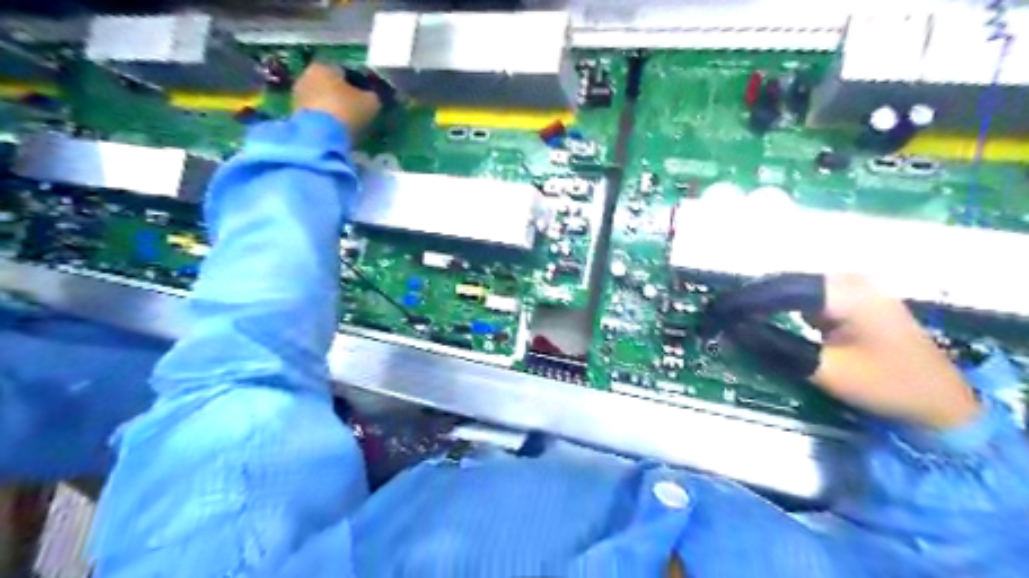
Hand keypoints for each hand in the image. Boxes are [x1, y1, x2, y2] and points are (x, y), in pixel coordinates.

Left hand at [293, 61, 381, 135]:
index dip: (357, 84)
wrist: (320, 136)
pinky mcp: (293, 113)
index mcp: (326, 66)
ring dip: (330, 107)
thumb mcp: (371, 103)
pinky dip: (323, 118)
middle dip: (341, 95)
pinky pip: (314, 112)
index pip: (345, 71)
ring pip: (320, 98)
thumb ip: (373, 96)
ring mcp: (297, 94)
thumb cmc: (347, 111)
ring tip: (345, 123)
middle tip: (355, 110)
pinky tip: (333, 129)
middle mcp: (307, 74)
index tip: (366, 98)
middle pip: (329, 84)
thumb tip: (372, 96)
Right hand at [700, 274, 978, 429]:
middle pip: (781, 282)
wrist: (941, 402)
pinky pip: (801, 297)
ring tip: (728, 317)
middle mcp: (845, 279)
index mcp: (844, 292)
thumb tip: (730, 331)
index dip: (740, 302)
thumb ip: (775, 346)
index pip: (777, 288)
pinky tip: (758, 316)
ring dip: (759, 302)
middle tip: (714, 318)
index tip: (710, 316)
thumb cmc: (887, 386)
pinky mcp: (848, 299)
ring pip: (789, 289)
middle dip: (746, 300)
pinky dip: (776, 307)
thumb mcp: (824, 371)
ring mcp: (849, 287)